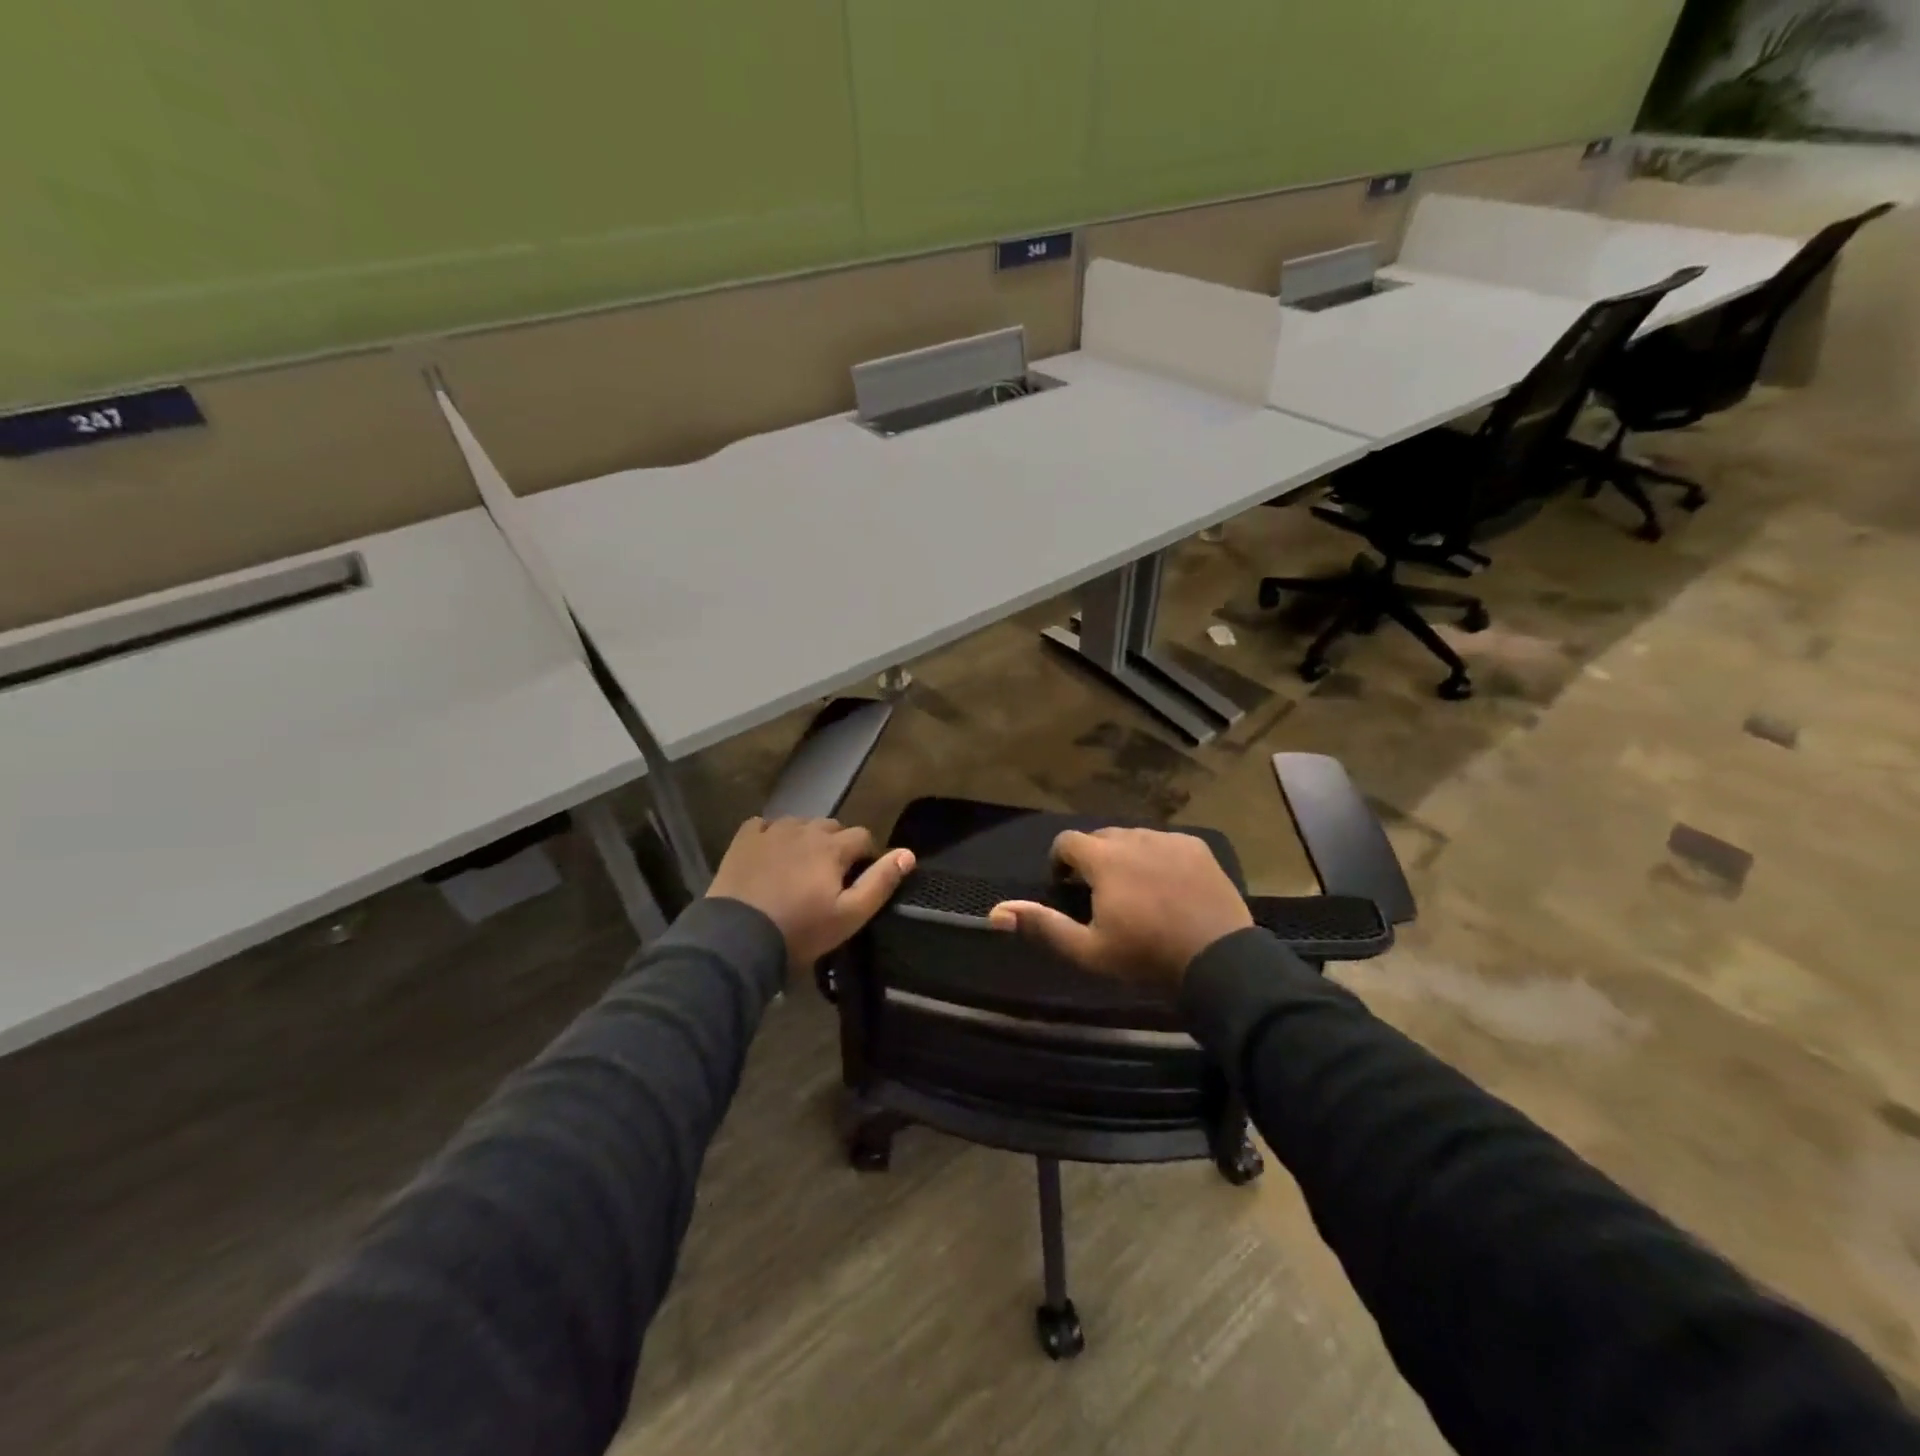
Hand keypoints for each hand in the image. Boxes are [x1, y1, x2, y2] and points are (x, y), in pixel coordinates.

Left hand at [707, 817, 914, 969]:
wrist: (737, 939)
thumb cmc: (800, 930)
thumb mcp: (849, 915)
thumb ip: (880, 882)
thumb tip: (908, 854)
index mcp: (832, 846)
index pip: (863, 836)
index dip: (866, 855)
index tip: (860, 878)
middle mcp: (804, 829)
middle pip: (831, 827)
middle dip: (837, 845)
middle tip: (830, 876)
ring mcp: (771, 831)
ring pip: (799, 824)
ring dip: (805, 839)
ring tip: (800, 867)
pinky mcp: (744, 840)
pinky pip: (764, 826)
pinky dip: (771, 836)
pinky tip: (769, 856)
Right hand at [988, 828, 1250, 987]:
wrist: (1219, 962)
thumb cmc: (1146, 956)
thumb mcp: (1088, 950)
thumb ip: (1043, 925)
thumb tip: (996, 911)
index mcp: (1104, 858)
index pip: (1067, 841)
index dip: (1061, 862)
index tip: (1067, 888)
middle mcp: (1135, 838)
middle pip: (1101, 837)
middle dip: (1094, 859)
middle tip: (1101, 894)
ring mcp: (1170, 840)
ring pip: (1135, 839)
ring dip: (1126, 857)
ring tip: (1136, 891)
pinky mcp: (1198, 848)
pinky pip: (1166, 844)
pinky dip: (1158, 858)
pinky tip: (1169, 887)